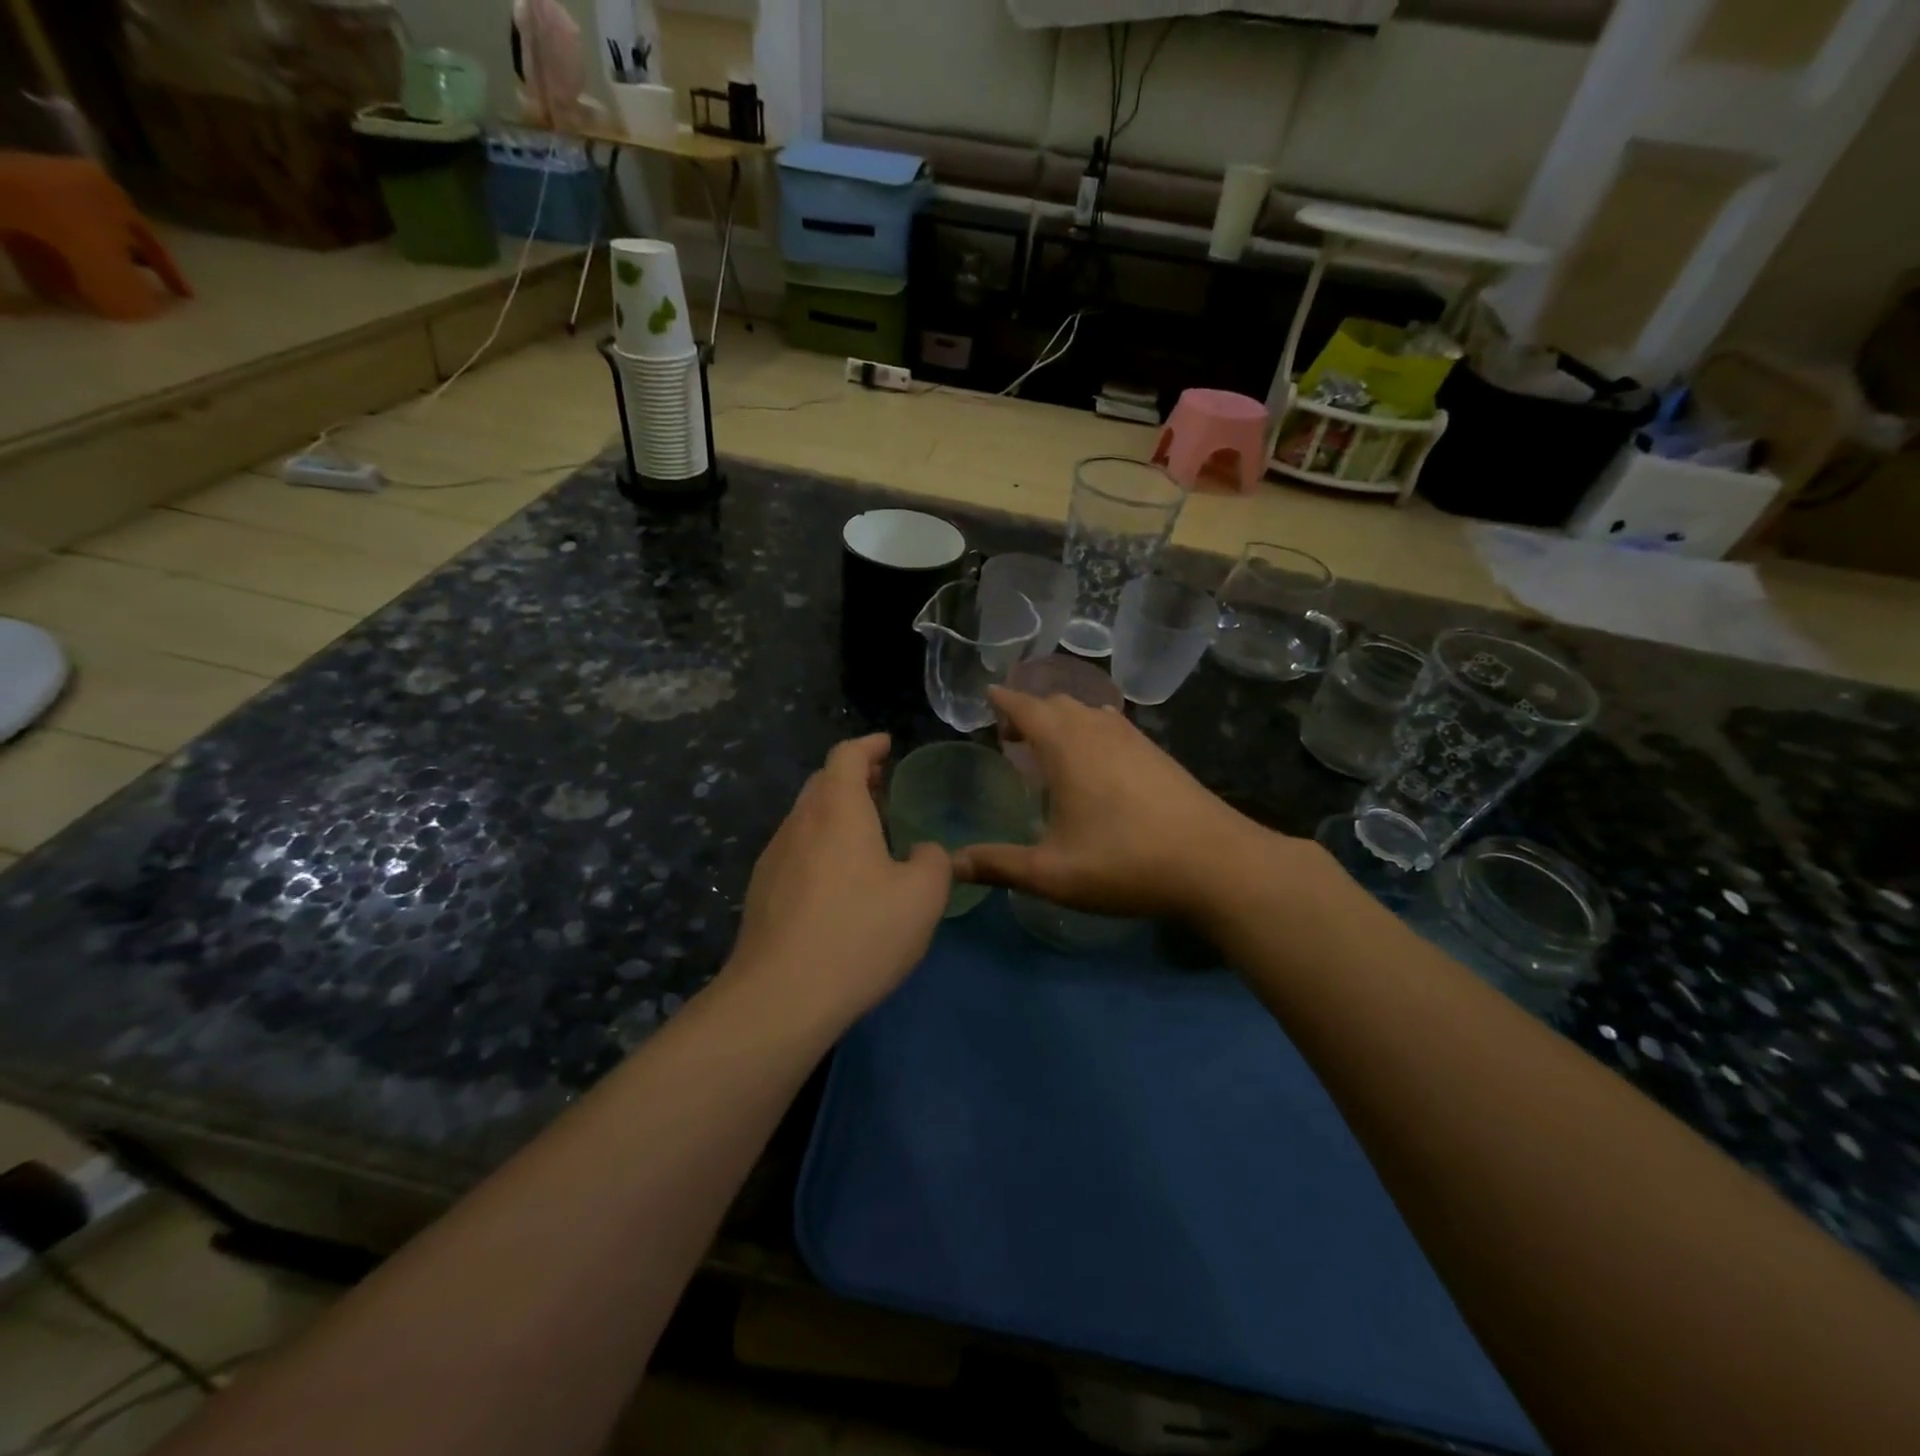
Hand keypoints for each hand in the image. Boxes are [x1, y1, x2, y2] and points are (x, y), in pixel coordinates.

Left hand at [727, 734, 951, 1021]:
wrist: (781, 997)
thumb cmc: (859, 934)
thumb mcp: (921, 897)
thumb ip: (933, 862)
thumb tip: (924, 852)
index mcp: (837, 810)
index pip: (847, 756)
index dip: (868, 745)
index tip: (886, 745)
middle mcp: (799, 823)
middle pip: (823, 783)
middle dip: (853, 777)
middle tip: (882, 786)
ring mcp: (774, 858)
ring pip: (807, 817)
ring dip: (836, 812)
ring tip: (866, 832)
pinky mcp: (762, 892)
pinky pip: (796, 850)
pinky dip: (821, 844)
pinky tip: (839, 880)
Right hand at [952, 688, 1270, 919]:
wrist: (1215, 863)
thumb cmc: (1125, 862)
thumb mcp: (1052, 873)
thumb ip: (999, 865)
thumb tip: (951, 865)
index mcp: (1066, 747)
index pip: (1026, 707)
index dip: (1004, 701)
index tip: (988, 695)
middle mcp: (1098, 730)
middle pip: (1057, 703)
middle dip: (1030, 711)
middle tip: (1011, 736)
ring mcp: (1134, 739)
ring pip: (1089, 712)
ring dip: (1063, 719)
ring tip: (1049, 746)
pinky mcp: (1158, 754)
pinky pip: (1113, 726)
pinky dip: (1091, 730)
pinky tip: (1097, 761)